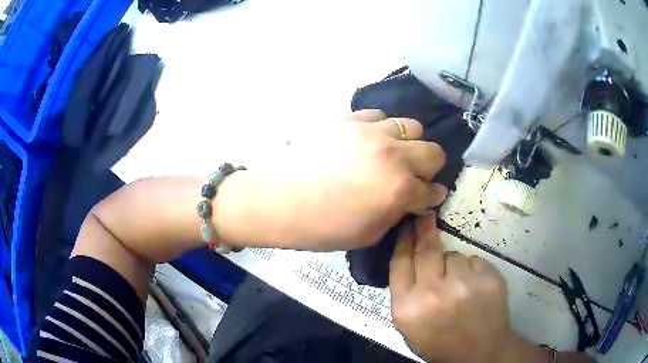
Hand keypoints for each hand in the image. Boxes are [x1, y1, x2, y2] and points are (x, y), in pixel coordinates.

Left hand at [258, 110, 447, 249]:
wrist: (278, 199)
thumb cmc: (321, 226)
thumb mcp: (368, 234)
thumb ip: (396, 213)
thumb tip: (409, 200)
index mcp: (400, 190)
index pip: (433, 190)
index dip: (432, 196)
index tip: (428, 196)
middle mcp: (393, 155)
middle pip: (434, 151)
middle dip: (429, 166)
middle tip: (413, 174)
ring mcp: (370, 131)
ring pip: (410, 126)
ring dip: (407, 143)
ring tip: (389, 153)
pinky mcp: (348, 118)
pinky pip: (377, 115)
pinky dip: (379, 129)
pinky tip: (366, 140)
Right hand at [389, 213, 515, 362]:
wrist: (479, 353)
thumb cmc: (440, 341)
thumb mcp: (410, 326)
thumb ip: (405, 294)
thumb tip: (408, 256)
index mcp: (407, 308)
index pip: (400, 263)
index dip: (403, 241)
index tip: (406, 224)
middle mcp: (433, 294)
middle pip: (426, 250)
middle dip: (425, 231)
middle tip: (426, 218)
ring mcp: (463, 285)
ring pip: (453, 256)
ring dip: (453, 265)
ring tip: (459, 286)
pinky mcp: (488, 278)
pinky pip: (474, 261)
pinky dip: (472, 270)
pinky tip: (474, 289)